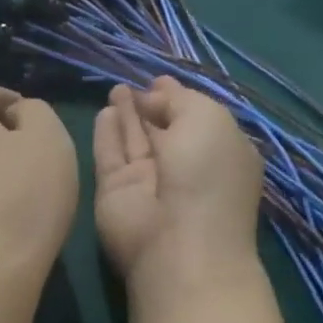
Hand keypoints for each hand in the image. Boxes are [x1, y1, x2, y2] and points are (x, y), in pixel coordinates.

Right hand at [93, 77, 263, 297]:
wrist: (176, 241)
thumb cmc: (207, 174)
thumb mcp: (208, 119)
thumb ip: (181, 99)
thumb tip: (154, 94)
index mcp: (218, 152)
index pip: (195, 119)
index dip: (177, 98)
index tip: (159, 80)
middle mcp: (184, 167)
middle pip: (163, 130)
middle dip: (150, 106)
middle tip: (134, 84)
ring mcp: (148, 182)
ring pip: (134, 141)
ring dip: (126, 115)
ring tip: (115, 89)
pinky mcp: (115, 192)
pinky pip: (109, 156)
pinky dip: (107, 134)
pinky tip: (104, 112)